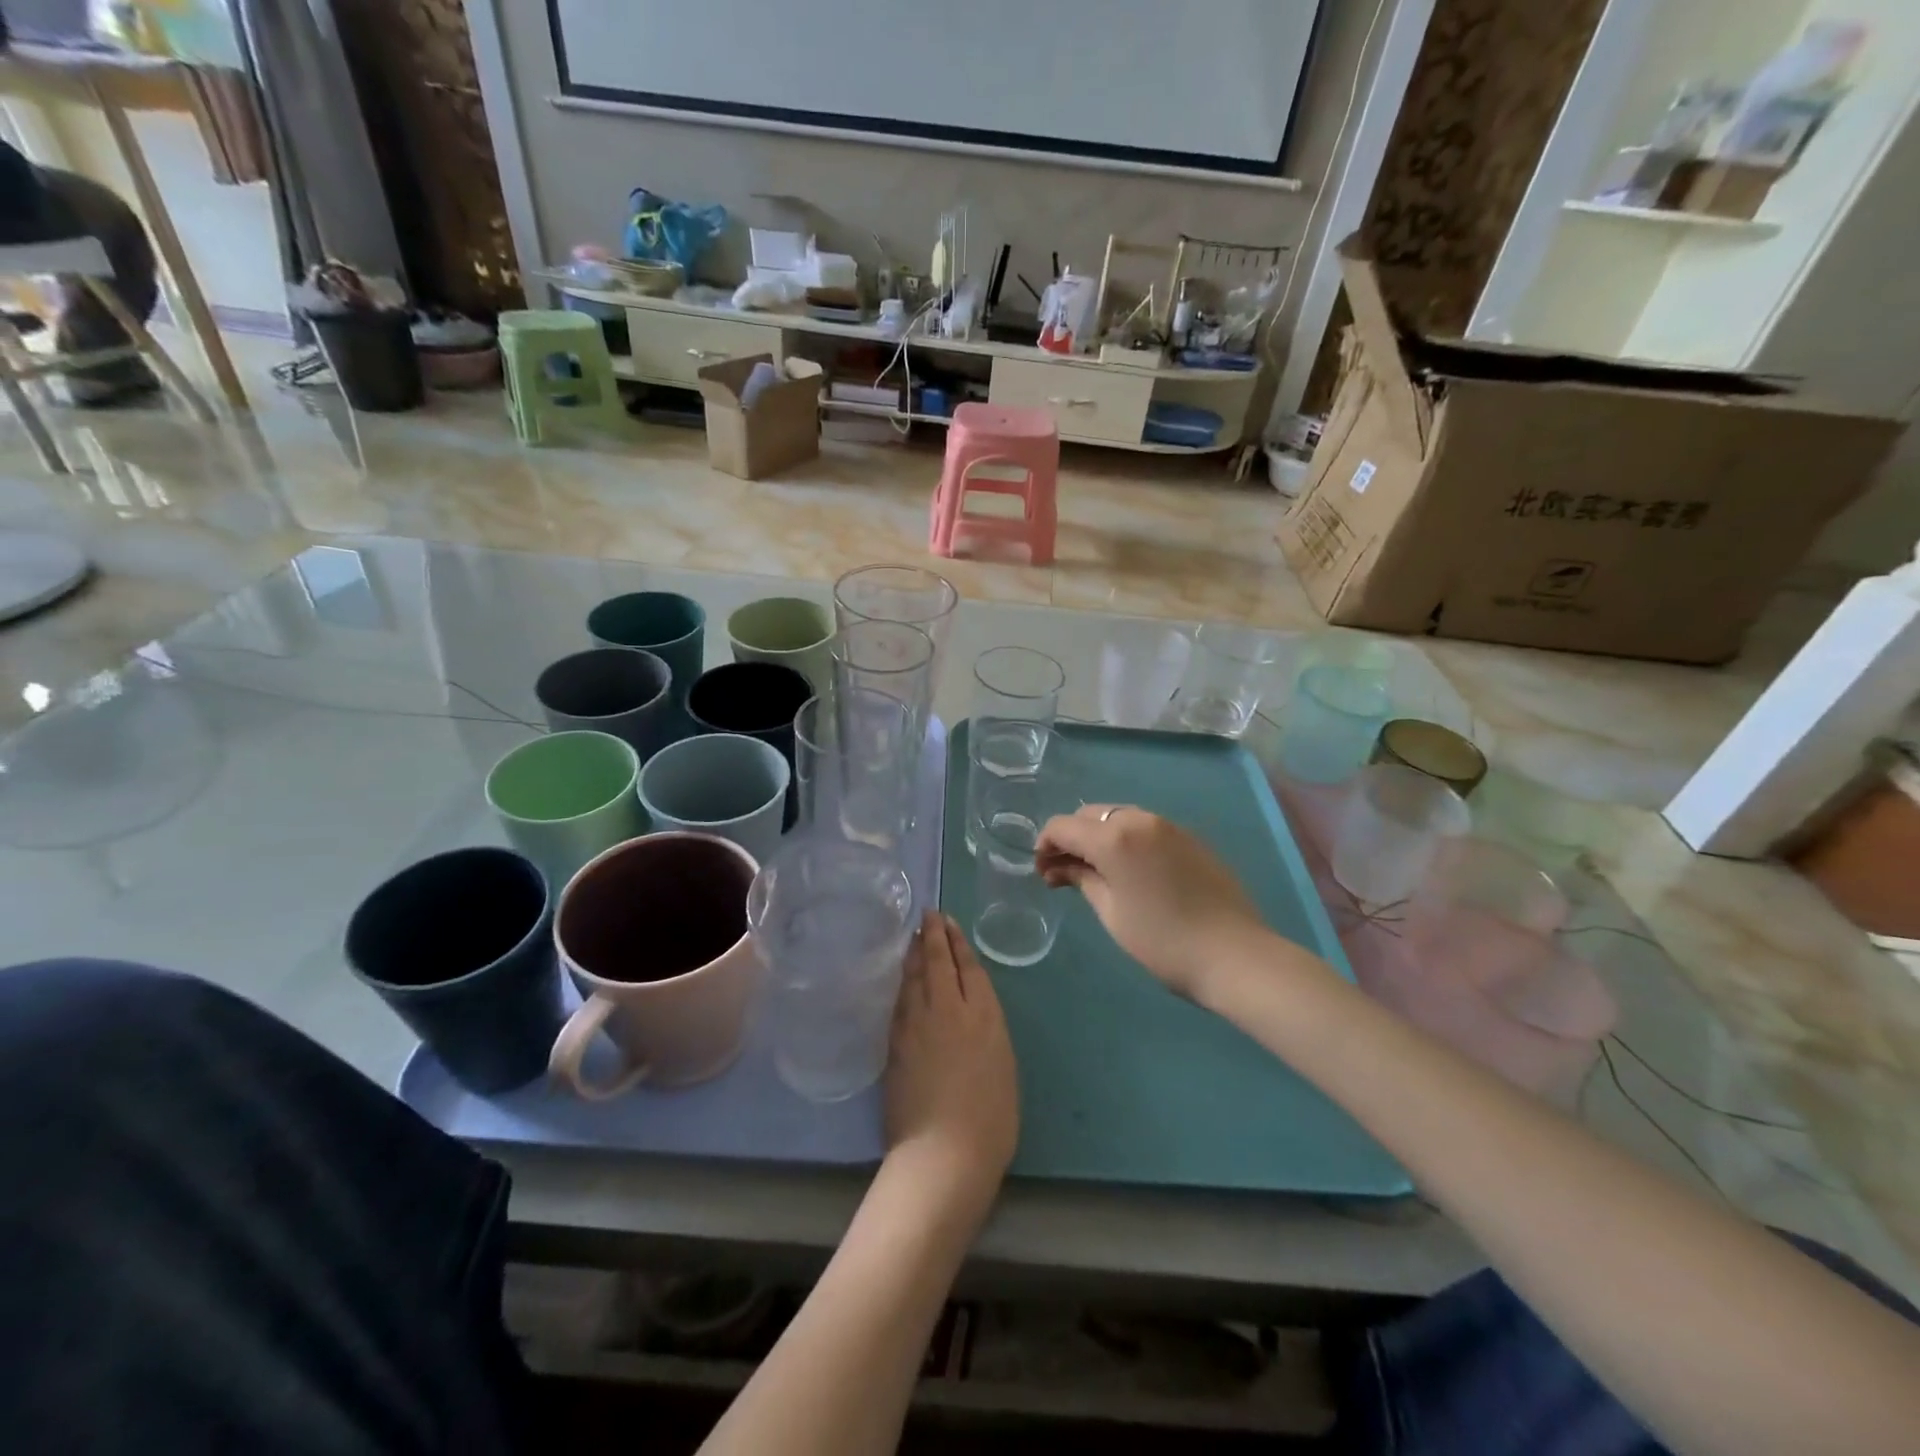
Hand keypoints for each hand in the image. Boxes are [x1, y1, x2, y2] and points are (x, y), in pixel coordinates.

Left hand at [883, 913, 1018, 1201]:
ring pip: (914, 976)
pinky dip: (903, 982)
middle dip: (932, 934)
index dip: (957, 941)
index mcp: (983, 1014)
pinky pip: (900, 1000)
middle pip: (937, 961)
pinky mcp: (895, 1042)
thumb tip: (972, 1016)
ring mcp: (917, 1023)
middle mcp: (948, 1008)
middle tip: (928, 914)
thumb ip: (986, 1032)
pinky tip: (902, 978)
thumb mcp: (1003, 1066)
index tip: (948, 922)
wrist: (945, 1151)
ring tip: (914, 937)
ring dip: (914, 953)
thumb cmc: (990, 1119)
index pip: (967, 966)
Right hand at [1036, 805, 1266, 998]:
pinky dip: (1126, 840)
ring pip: (1118, 817)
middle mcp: (1140, 819)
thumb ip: (1083, 879)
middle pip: (1090, 815)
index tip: (1042, 873)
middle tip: (1064, 874)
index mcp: (1115, 836)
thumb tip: (1062, 867)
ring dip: (1099, 837)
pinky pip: (1145, 828)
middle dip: (1071, 838)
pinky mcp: (1189, 838)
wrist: (1236, 955)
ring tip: (1096, 873)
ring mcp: (1169, 826)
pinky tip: (1130, 871)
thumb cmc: (1164, 942)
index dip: (1045, 845)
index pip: (1063, 826)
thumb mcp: (1112, 913)